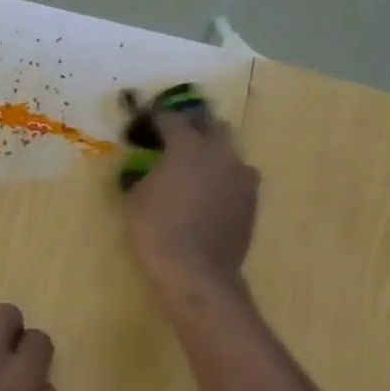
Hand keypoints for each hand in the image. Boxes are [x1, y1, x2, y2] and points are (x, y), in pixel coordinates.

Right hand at [126, 110, 260, 297]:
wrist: (196, 271)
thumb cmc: (157, 231)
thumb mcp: (137, 198)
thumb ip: (148, 173)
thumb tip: (154, 168)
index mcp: (188, 146)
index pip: (171, 118)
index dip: (156, 119)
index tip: (146, 124)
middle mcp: (221, 153)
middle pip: (213, 125)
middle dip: (195, 127)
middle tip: (178, 140)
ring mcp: (242, 176)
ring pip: (230, 152)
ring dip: (214, 154)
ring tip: (198, 170)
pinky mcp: (252, 200)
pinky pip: (238, 179)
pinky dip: (224, 180)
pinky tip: (210, 196)